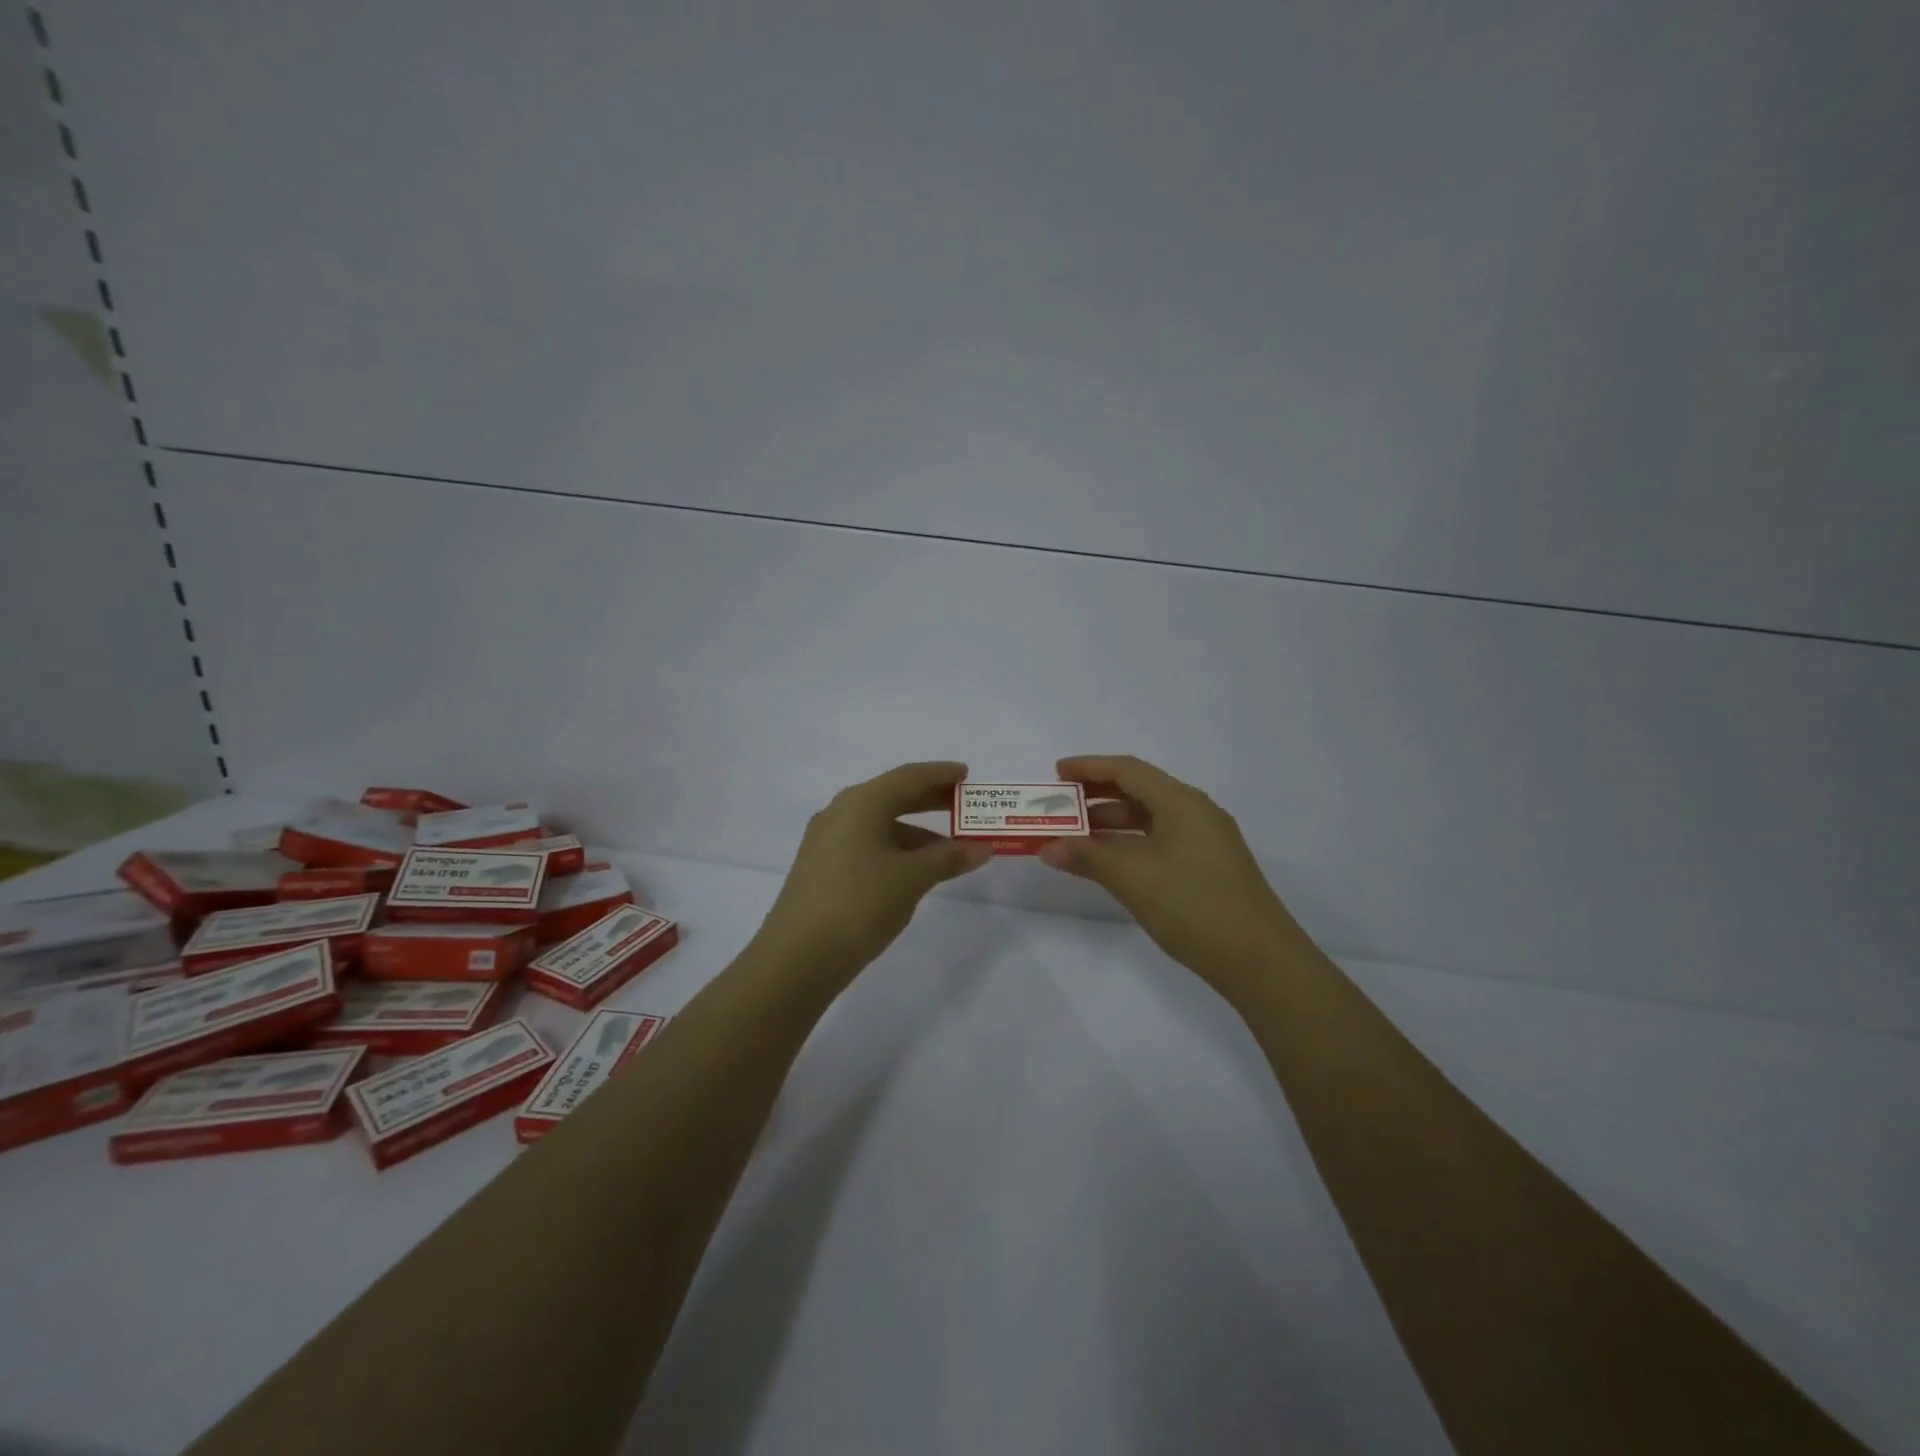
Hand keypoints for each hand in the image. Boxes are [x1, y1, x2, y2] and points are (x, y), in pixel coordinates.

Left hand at [753, 761, 993, 985]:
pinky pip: (867, 843)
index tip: (966, 775)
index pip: (909, 776)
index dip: (940, 774)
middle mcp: (841, 812)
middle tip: (964, 806)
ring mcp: (828, 840)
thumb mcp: (912, 878)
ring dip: (916, 831)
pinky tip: (914, 870)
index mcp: (862, 802)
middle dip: (930, 800)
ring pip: (880, 823)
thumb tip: (982, 847)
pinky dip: (896, 848)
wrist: (799, 956)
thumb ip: (949, 858)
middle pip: (893, 795)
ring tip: (950, 849)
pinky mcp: (822, 866)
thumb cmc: (861, 903)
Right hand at [1038, 755, 1310, 996]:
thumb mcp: (1132, 877)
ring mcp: (1206, 842)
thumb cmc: (1193, 905)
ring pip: (1150, 820)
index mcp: (1181, 802)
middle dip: (1096, 797)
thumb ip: (1086, 857)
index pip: (1128, 770)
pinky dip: (1130, 845)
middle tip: (1060, 806)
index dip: (1089, 767)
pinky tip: (1109, 864)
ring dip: (1111, 825)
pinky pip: (1160, 842)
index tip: (1056, 772)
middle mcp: (1196, 813)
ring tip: (1074, 837)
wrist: (1261, 961)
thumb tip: (1047, 847)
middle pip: (1139, 791)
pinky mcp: (1209, 868)